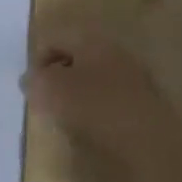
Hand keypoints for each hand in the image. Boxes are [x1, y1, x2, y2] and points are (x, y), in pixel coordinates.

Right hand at [26, 30, 179, 164]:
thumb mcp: (51, 91)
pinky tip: (94, 129)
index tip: (32, 89)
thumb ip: (35, 81)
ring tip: (68, 119)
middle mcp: (113, 48)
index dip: (37, 60)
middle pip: (75, 56)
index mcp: (90, 37)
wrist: (150, 144)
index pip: (54, 37)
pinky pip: (111, 98)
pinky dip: (98, 109)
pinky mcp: (145, 102)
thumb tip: (30, 80)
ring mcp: (134, 74)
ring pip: (94, 77)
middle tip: (47, 102)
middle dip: (58, 76)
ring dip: (78, 94)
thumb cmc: (95, 107)